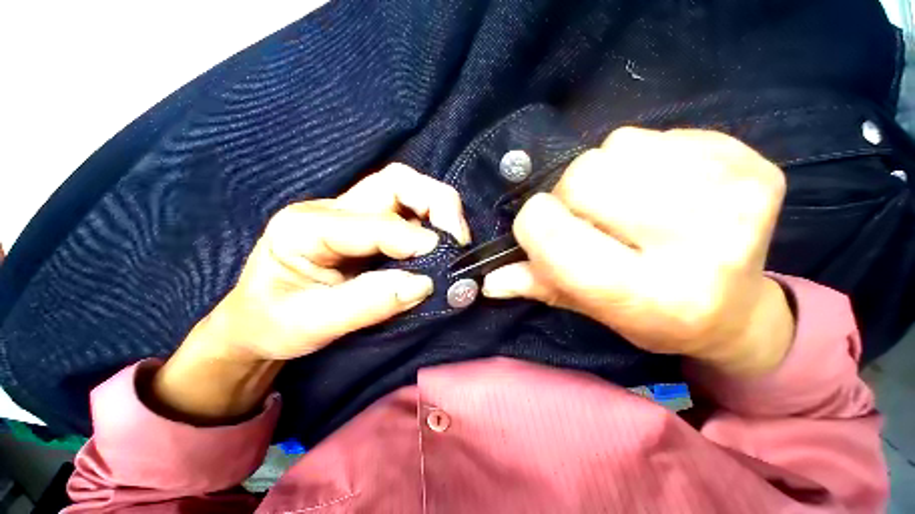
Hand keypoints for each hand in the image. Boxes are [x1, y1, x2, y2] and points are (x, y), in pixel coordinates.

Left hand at [150, 164, 469, 422]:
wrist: (259, 320)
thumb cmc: (274, 323)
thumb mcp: (311, 325)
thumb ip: (368, 304)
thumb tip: (423, 284)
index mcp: (305, 227)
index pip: (375, 223)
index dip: (414, 240)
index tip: (443, 261)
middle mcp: (332, 210)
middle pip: (396, 182)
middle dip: (437, 203)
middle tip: (458, 238)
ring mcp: (353, 214)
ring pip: (408, 191)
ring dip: (439, 211)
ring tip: (454, 242)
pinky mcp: (370, 226)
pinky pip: (410, 214)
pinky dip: (433, 224)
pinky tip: (440, 246)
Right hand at [483, 128, 793, 374]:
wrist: (736, 311)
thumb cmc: (650, 315)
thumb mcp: (588, 307)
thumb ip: (538, 285)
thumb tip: (490, 280)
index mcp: (650, 296)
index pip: (555, 235)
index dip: (534, 226)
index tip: (543, 231)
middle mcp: (700, 249)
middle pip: (583, 178)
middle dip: (570, 197)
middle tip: (590, 220)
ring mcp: (736, 200)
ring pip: (616, 147)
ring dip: (606, 175)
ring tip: (627, 206)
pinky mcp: (753, 166)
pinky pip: (656, 135)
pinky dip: (642, 158)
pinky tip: (662, 190)